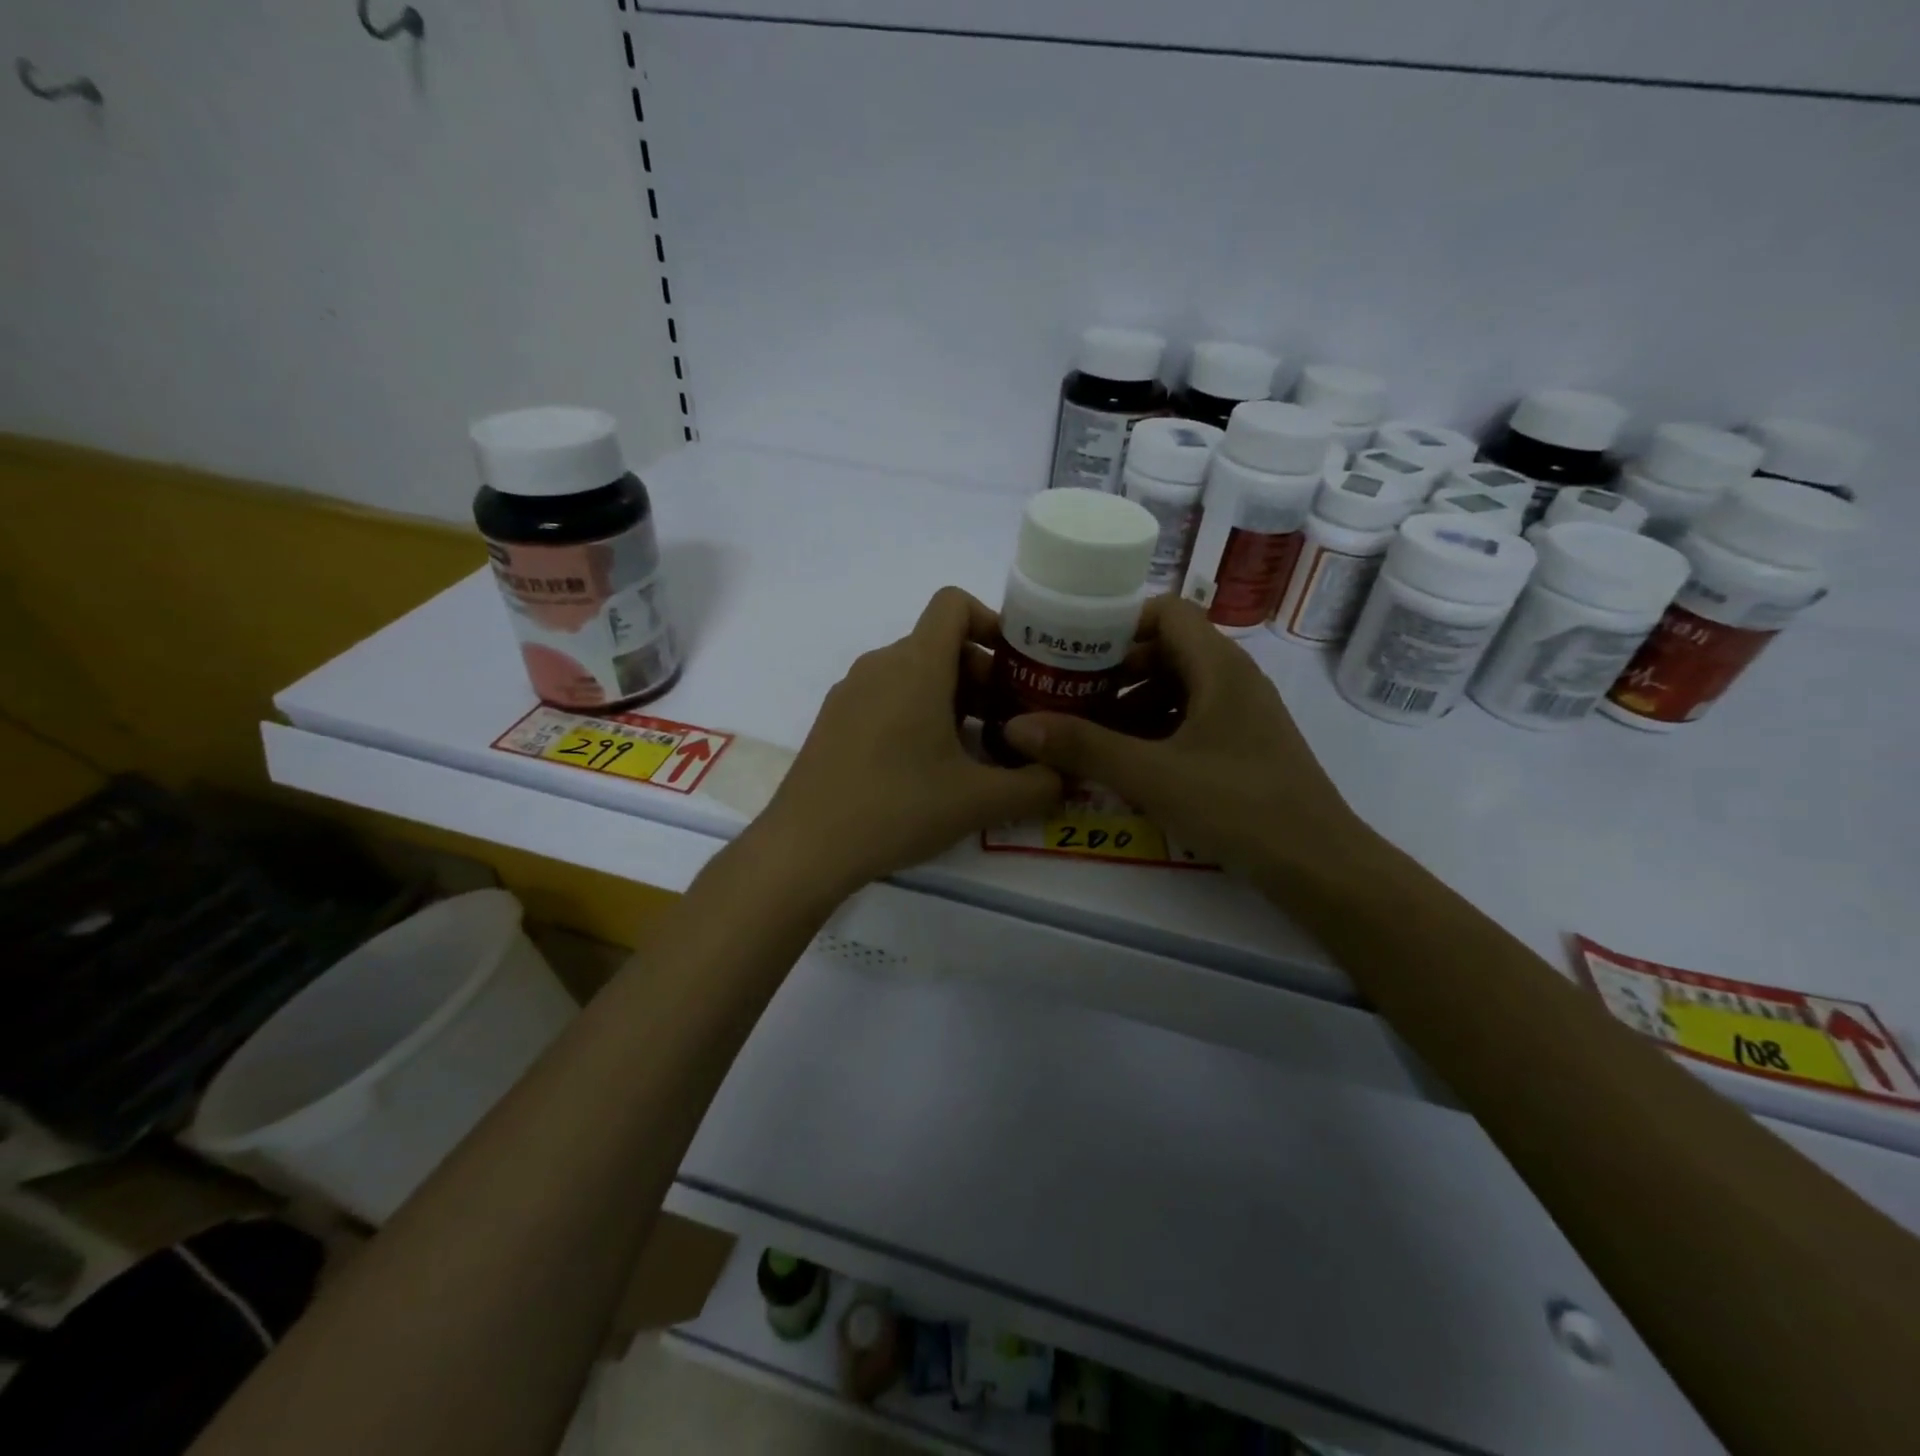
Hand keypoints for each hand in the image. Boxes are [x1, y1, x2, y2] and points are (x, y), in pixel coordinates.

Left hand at [749, 588, 1063, 900]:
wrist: (806, 848)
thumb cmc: (898, 808)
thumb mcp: (979, 801)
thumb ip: (1036, 786)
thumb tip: (1066, 778)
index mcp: (915, 665)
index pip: (953, 604)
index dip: (992, 622)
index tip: (1017, 667)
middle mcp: (880, 665)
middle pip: (940, 644)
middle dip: (983, 675)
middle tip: (1011, 724)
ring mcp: (850, 692)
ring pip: (913, 673)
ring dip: (952, 698)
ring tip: (975, 751)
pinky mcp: (833, 721)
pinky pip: (886, 697)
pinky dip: (917, 713)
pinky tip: (928, 768)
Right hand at [1002, 596, 1369, 885]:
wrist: (1318, 864)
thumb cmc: (1238, 805)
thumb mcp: (1152, 775)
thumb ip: (1084, 747)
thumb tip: (1016, 726)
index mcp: (1219, 666)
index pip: (1166, 612)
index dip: (1120, 624)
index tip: (1074, 651)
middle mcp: (1234, 679)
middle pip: (1167, 651)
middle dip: (1115, 672)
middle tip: (1068, 696)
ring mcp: (1242, 714)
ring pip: (1178, 689)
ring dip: (1132, 705)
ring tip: (1089, 733)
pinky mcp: (1244, 746)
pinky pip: (1191, 720)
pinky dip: (1156, 731)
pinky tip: (1128, 762)